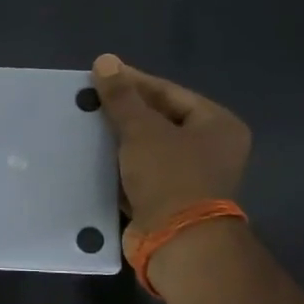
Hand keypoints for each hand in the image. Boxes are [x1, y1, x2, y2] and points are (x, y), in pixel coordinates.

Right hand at [91, 53, 251, 260]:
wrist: (176, 243)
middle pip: (160, 120)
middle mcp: (211, 150)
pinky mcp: (169, 202)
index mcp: (218, 125)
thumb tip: (105, 60)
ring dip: (119, 141)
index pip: (169, 93)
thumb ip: (122, 96)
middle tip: (90, 101)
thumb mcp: (142, 130)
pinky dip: (120, 167)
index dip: (133, 82)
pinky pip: (141, 175)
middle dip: (124, 113)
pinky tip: (92, 157)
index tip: (100, 75)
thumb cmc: (169, 176)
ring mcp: (191, 178)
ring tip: (86, 126)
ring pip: (148, 149)